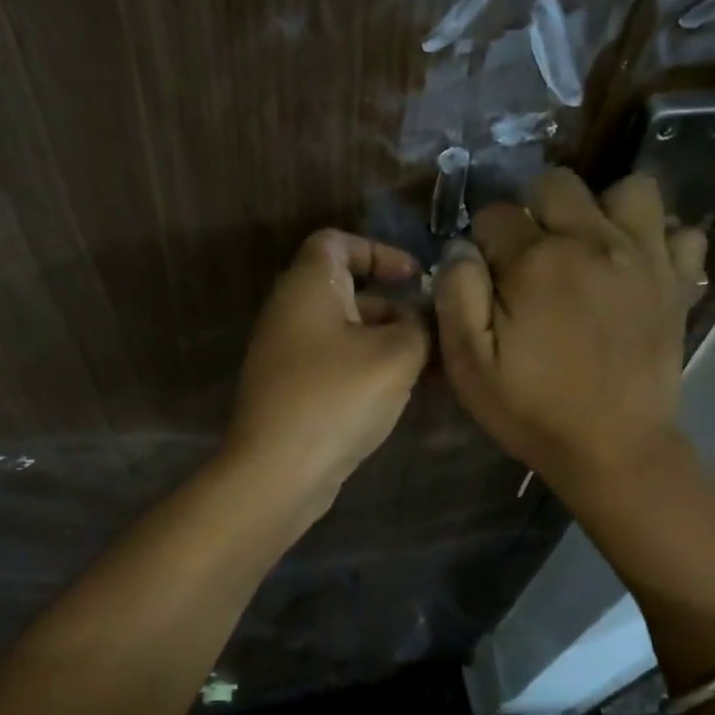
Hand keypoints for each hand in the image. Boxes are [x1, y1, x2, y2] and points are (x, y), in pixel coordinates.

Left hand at [225, 228, 430, 517]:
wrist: (278, 471)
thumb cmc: (337, 397)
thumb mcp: (396, 356)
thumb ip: (419, 326)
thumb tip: (419, 321)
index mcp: (308, 286)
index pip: (337, 242)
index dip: (379, 251)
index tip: (415, 278)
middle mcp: (291, 312)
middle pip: (349, 292)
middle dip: (396, 308)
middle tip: (436, 334)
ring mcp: (287, 354)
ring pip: (347, 333)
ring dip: (388, 344)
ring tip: (431, 370)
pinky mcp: (291, 391)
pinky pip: (337, 364)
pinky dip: (368, 370)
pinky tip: (401, 395)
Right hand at [434, 169, 706, 497]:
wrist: (615, 450)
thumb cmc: (534, 411)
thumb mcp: (470, 365)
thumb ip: (457, 295)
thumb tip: (463, 248)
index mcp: (535, 261)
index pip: (495, 214)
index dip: (484, 242)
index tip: (488, 278)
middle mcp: (592, 241)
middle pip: (558, 184)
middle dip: (536, 212)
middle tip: (534, 260)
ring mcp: (643, 257)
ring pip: (629, 189)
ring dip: (604, 210)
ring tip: (590, 249)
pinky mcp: (678, 282)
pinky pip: (682, 232)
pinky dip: (661, 241)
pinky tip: (638, 268)